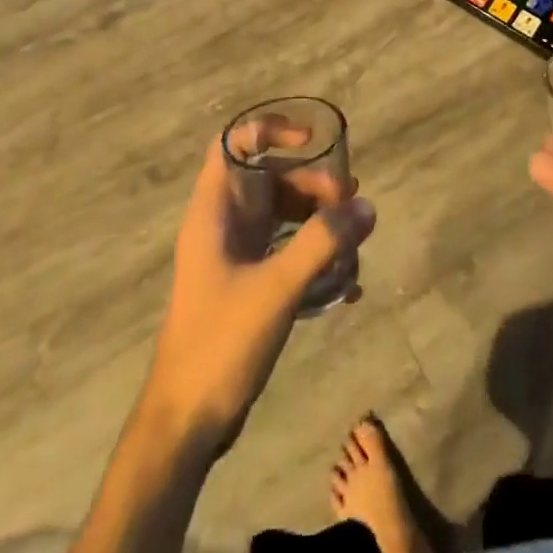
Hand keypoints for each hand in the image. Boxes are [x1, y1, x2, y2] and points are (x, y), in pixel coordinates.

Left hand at [141, 138, 375, 458]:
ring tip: (354, 245)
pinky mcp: (249, 284)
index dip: (271, 130)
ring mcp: (236, 255)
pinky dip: (315, 258)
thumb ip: (322, 243)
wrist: (186, 422)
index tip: (313, 140)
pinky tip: (345, 287)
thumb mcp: (276, 288)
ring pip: (284, 217)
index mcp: (214, 211)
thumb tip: (366, 206)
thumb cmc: (220, 342)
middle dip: (313, 187)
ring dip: (319, 224)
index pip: (235, 144)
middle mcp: (224, 224)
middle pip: (272, 180)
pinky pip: (288, 252)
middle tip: (351, 207)